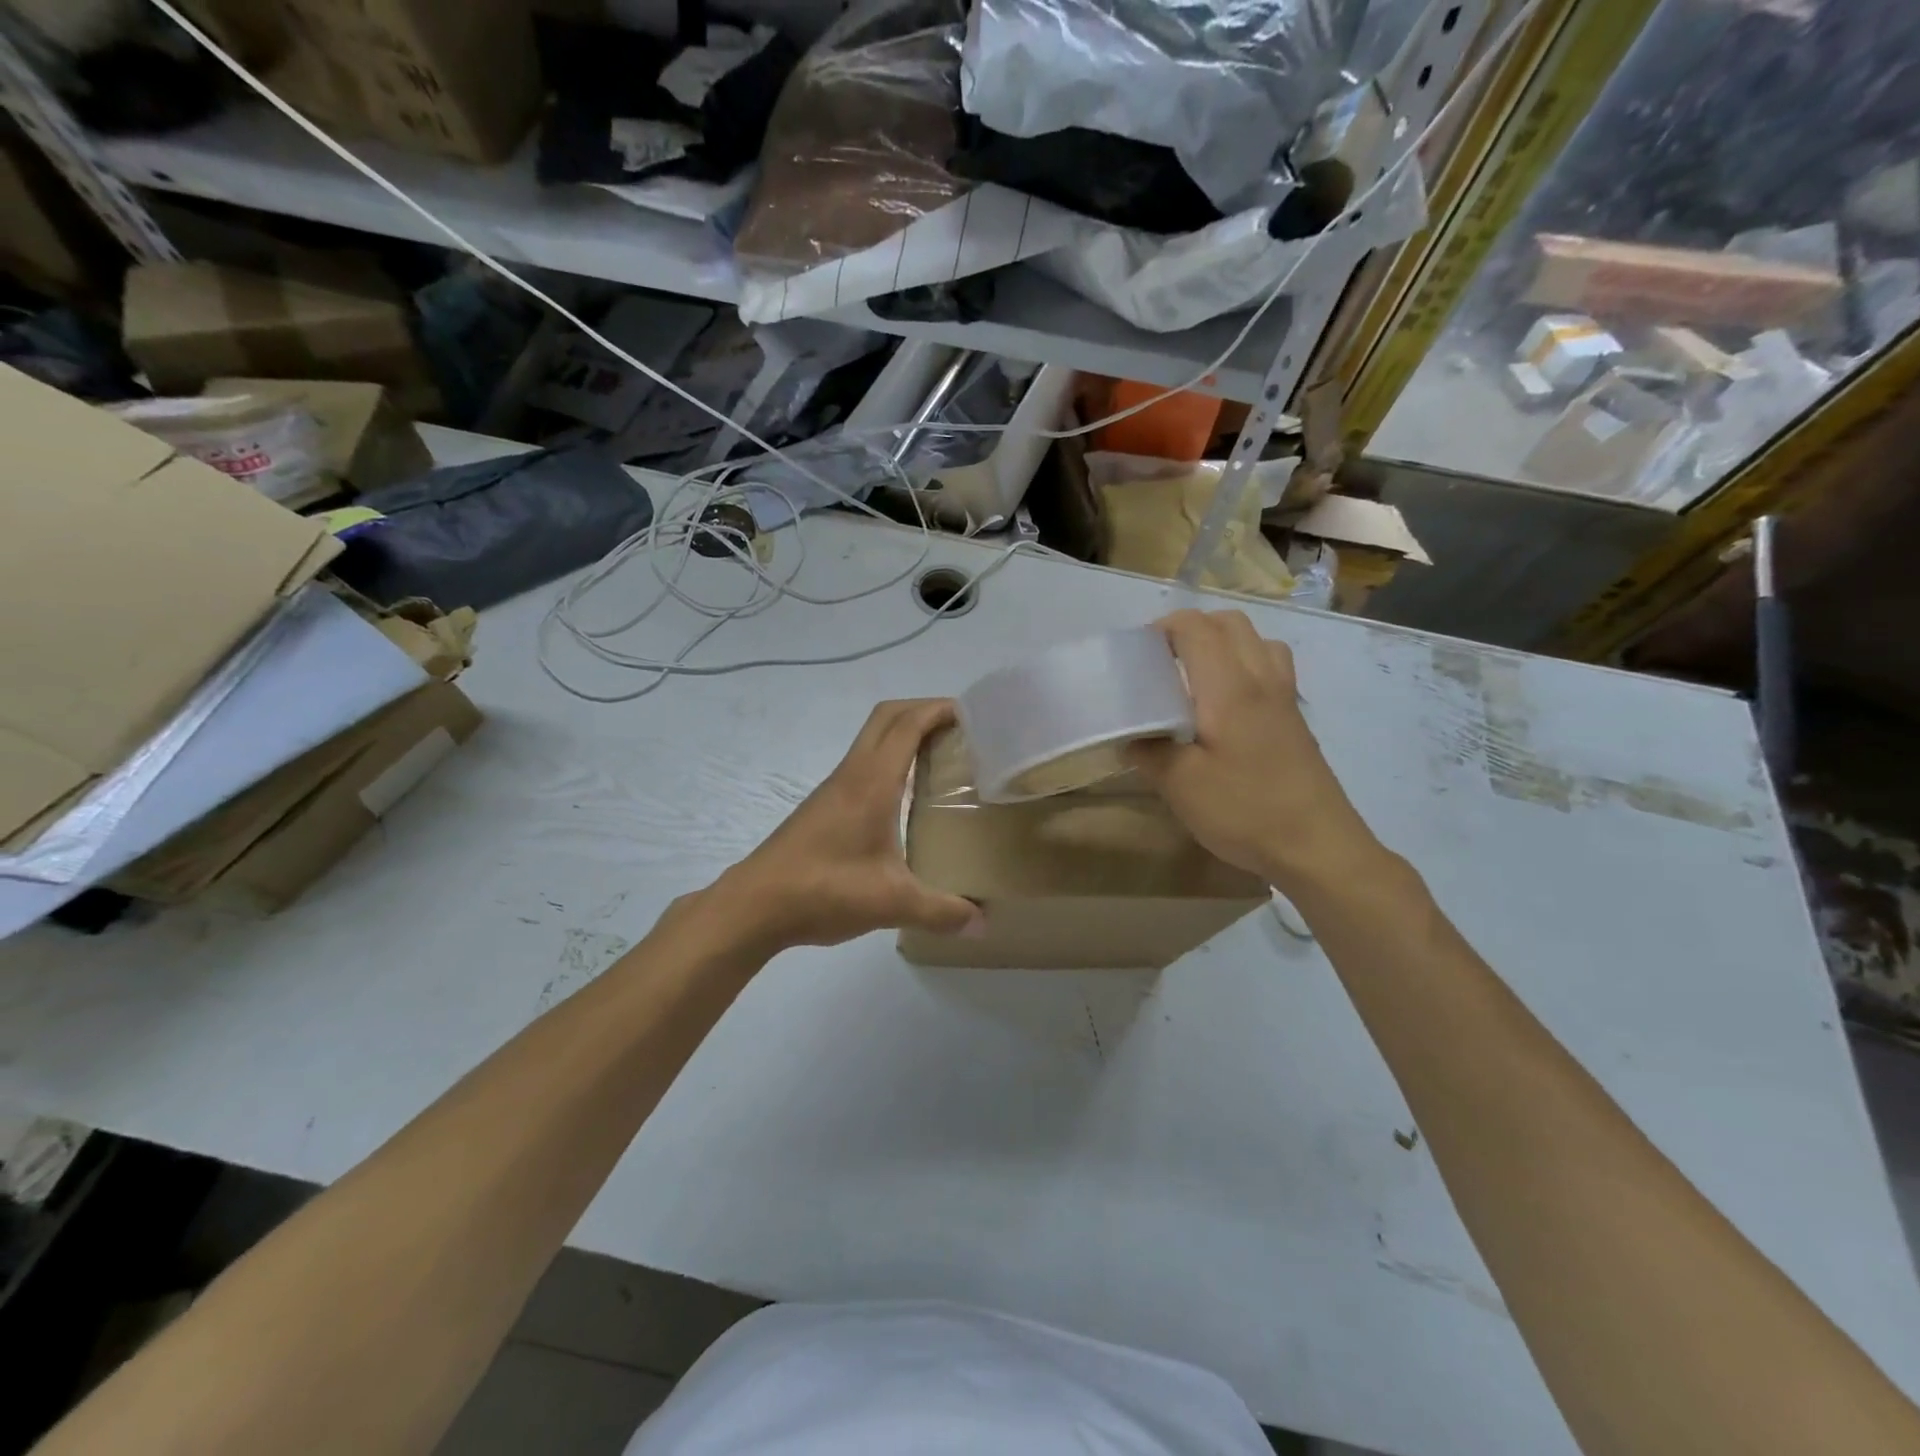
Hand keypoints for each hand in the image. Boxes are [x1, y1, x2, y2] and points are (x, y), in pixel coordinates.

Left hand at [718, 699, 982, 951]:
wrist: (754, 905)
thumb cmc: (825, 890)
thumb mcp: (892, 903)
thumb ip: (941, 911)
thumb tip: (982, 923)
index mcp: (872, 782)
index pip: (907, 724)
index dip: (939, 709)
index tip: (973, 713)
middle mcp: (852, 774)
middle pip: (887, 718)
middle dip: (923, 711)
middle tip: (961, 730)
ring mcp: (833, 789)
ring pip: (871, 740)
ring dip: (903, 735)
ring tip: (941, 759)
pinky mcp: (823, 807)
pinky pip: (863, 765)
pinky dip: (889, 761)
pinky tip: (905, 797)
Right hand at [1127, 610, 1380, 891]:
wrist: (1317, 846)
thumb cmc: (1244, 810)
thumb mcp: (1180, 786)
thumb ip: (1149, 752)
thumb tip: (1132, 736)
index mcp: (1228, 687)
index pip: (1196, 628)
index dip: (1163, 628)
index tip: (1138, 654)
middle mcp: (1261, 679)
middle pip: (1229, 623)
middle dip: (1191, 629)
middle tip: (1161, 661)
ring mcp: (1285, 697)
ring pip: (1256, 640)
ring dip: (1222, 642)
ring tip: (1195, 675)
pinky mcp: (1296, 718)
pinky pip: (1271, 666)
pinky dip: (1245, 663)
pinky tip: (1227, 704)